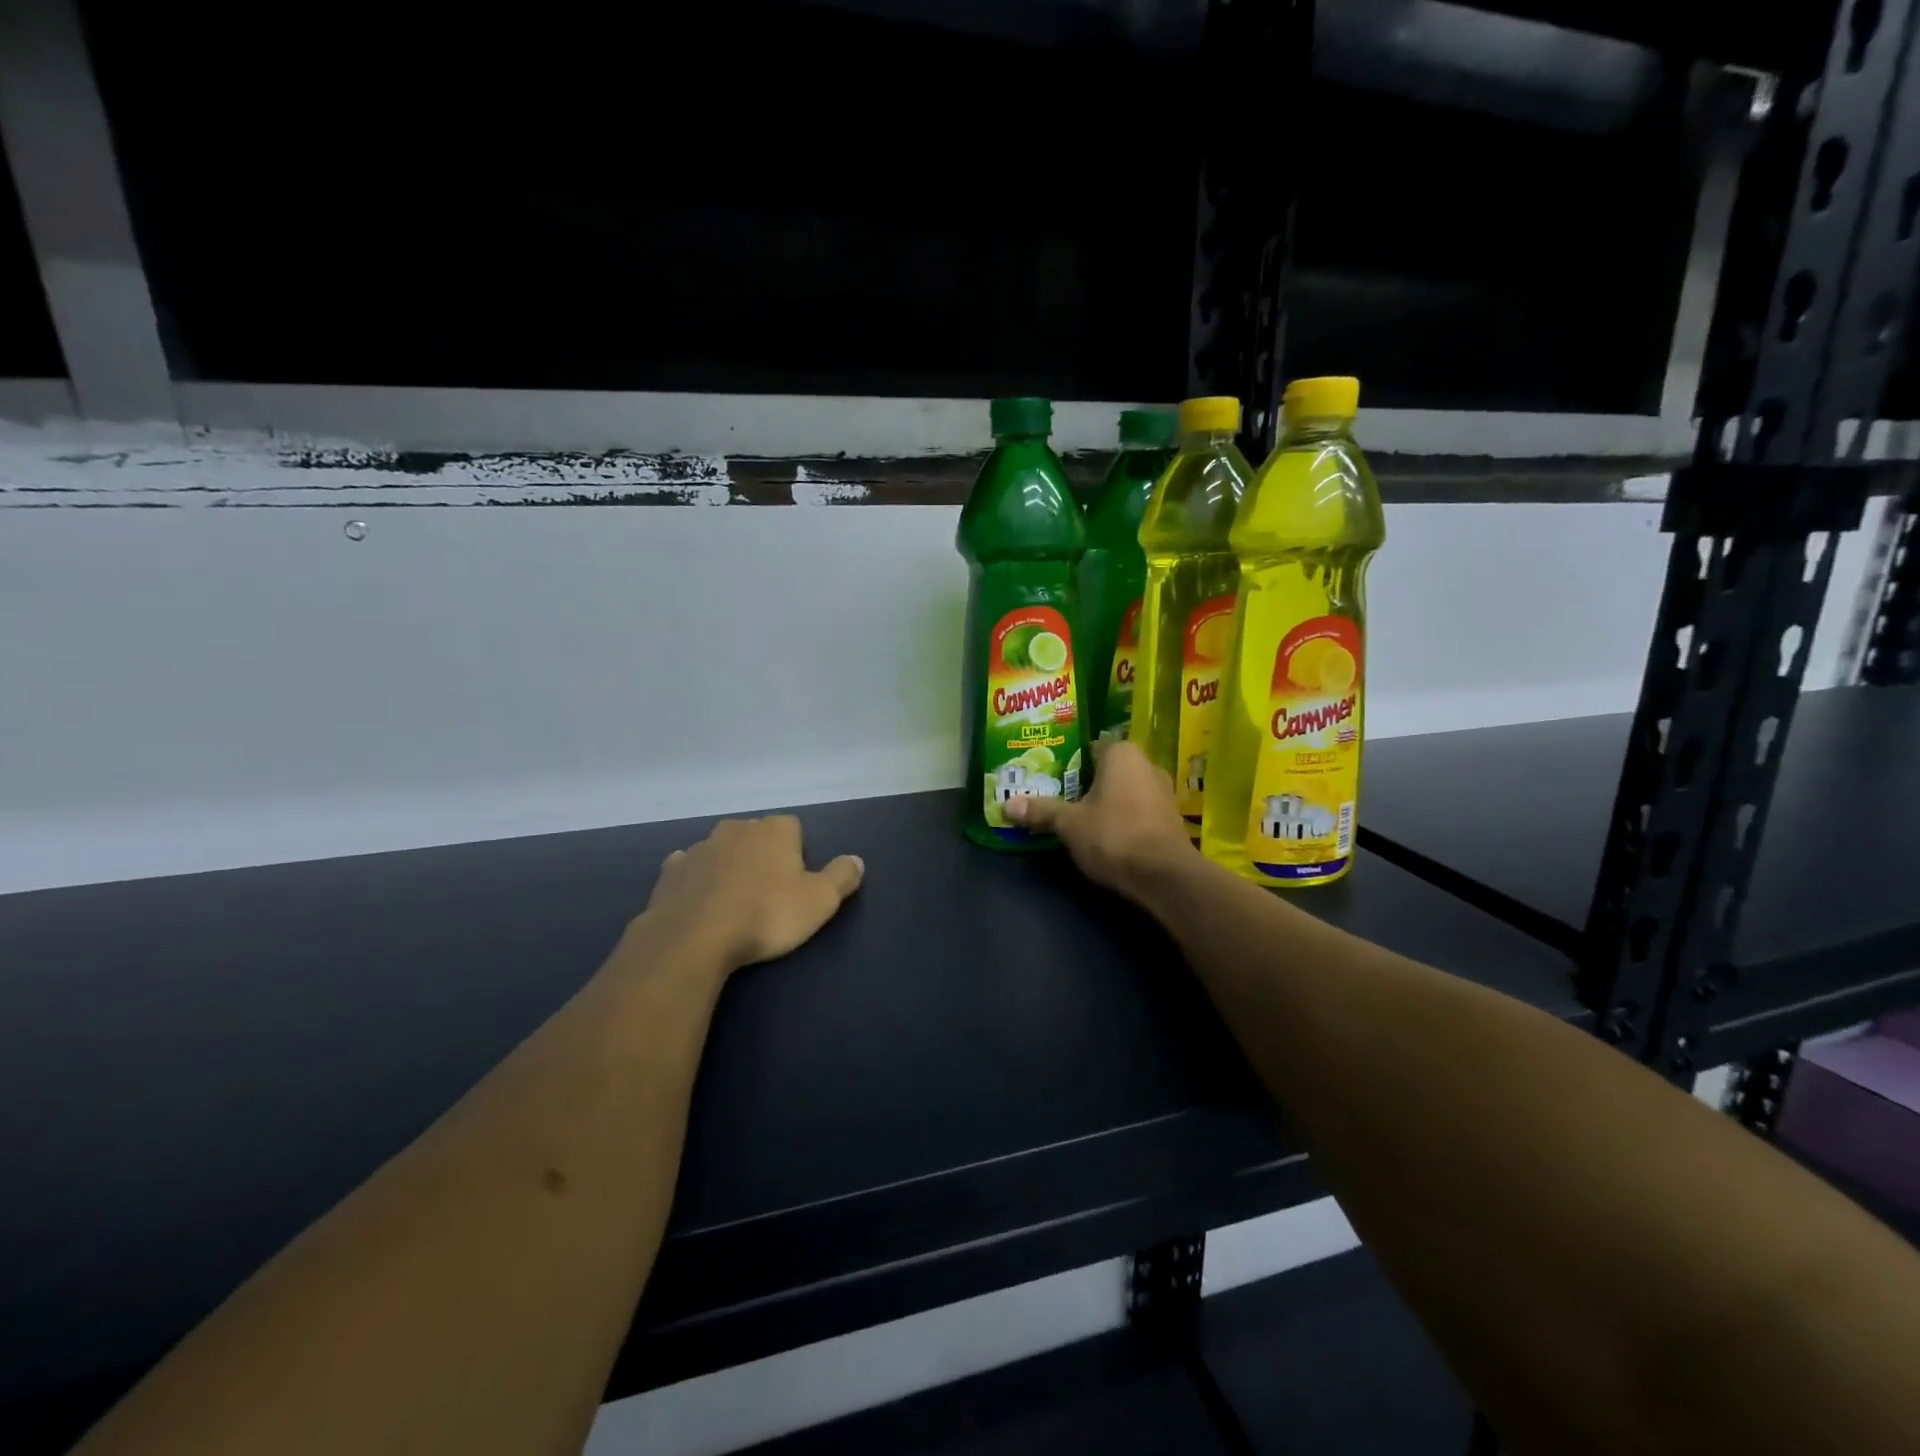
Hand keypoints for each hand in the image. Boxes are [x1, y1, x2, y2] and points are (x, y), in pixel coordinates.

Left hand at [642, 816, 864, 971]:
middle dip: (761, 853)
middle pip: (755, 833)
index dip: (796, 850)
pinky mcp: (669, 872)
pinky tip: (700, 902)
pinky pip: (688, 868)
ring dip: (728, 865)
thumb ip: (841, 877)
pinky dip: (696, 879)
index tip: (796, 878)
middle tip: (767, 890)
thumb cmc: (766, 915)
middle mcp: (736, 829)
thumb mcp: (819, 901)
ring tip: (733, 900)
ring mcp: (699, 848)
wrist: (694, 939)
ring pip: (720, 849)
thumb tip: (856, 859)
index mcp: (774, 831)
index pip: (792, 826)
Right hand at [1005, 740, 1195, 896]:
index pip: (1088, 747)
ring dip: (1103, 801)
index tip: (1047, 776)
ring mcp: (1162, 791)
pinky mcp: (1170, 818)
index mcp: (1121, 753)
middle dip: (1083, 783)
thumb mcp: (1069, 824)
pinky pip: (1137, 809)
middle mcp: (1146, 763)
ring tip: (1076, 816)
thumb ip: (1041, 811)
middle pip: (1105, 769)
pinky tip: (1103, 834)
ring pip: (1123, 790)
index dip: (1066, 761)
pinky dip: (1120, 817)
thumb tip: (1006, 805)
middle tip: (1056, 796)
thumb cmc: (1114, 835)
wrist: (1165, 876)